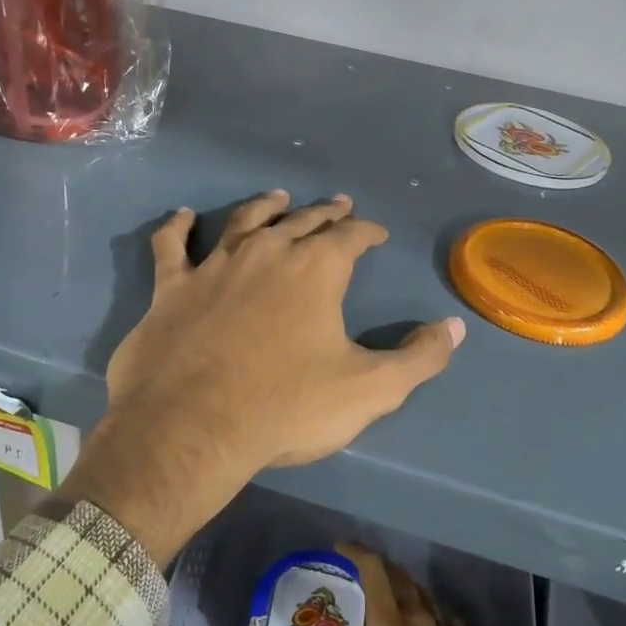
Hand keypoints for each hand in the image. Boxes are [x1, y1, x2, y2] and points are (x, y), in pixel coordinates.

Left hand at [64, 190, 465, 563]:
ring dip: (265, 206)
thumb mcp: (370, 390)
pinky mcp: (172, 287)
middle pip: (301, 221)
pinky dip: (178, 227)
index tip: (376, 233)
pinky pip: (172, 245)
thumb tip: (454, 328)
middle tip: (338, 206)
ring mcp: (214, 265)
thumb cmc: (286, 407)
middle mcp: (267, 253)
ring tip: (278, 197)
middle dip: (324, 213)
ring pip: (245, 221)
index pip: (350, 237)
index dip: (367, 231)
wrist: (192, 428)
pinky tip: (183, 216)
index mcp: (316, 270)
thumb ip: (419, 358)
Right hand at [309, 542, 498, 625]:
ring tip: (389, 592)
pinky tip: (426, 620)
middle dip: (378, 566)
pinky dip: (430, 610)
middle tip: (360, 571)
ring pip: (422, 593)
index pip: (374, 571)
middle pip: (399, 576)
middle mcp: (418, 619)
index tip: (340, 549)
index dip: (357, 552)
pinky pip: (444, 617)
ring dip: (404, 585)